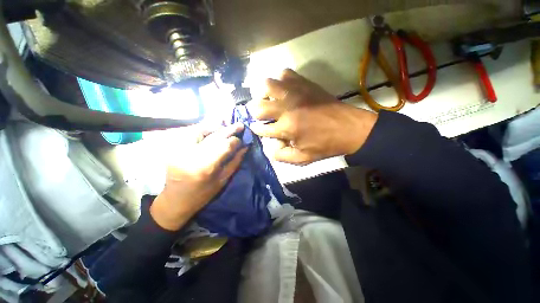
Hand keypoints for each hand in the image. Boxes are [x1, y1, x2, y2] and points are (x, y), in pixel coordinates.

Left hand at [150, 123, 247, 230]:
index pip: (225, 145)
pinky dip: (204, 129)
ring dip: (216, 127)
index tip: (242, 140)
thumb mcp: (223, 180)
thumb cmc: (203, 194)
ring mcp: (181, 149)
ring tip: (226, 126)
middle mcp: (192, 154)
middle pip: (215, 136)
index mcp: (206, 167)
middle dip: (229, 129)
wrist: (175, 200)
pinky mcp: (175, 147)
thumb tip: (245, 147)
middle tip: (240, 125)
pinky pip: (192, 133)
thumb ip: (235, 161)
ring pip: (202, 130)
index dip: (235, 140)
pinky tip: (212, 129)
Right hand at [248, 69, 376, 164]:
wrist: (349, 128)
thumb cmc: (325, 145)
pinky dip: (280, 81)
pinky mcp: (304, 83)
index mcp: (287, 128)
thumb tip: (268, 148)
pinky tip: (284, 90)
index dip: (256, 129)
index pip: (262, 128)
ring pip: (268, 85)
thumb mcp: (303, 158)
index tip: (255, 128)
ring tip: (268, 100)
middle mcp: (287, 108)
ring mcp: (295, 92)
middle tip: (259, 115)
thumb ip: (282, 156)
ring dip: (264, 93)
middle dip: (254, 112)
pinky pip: (285, 74)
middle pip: (259, 106)